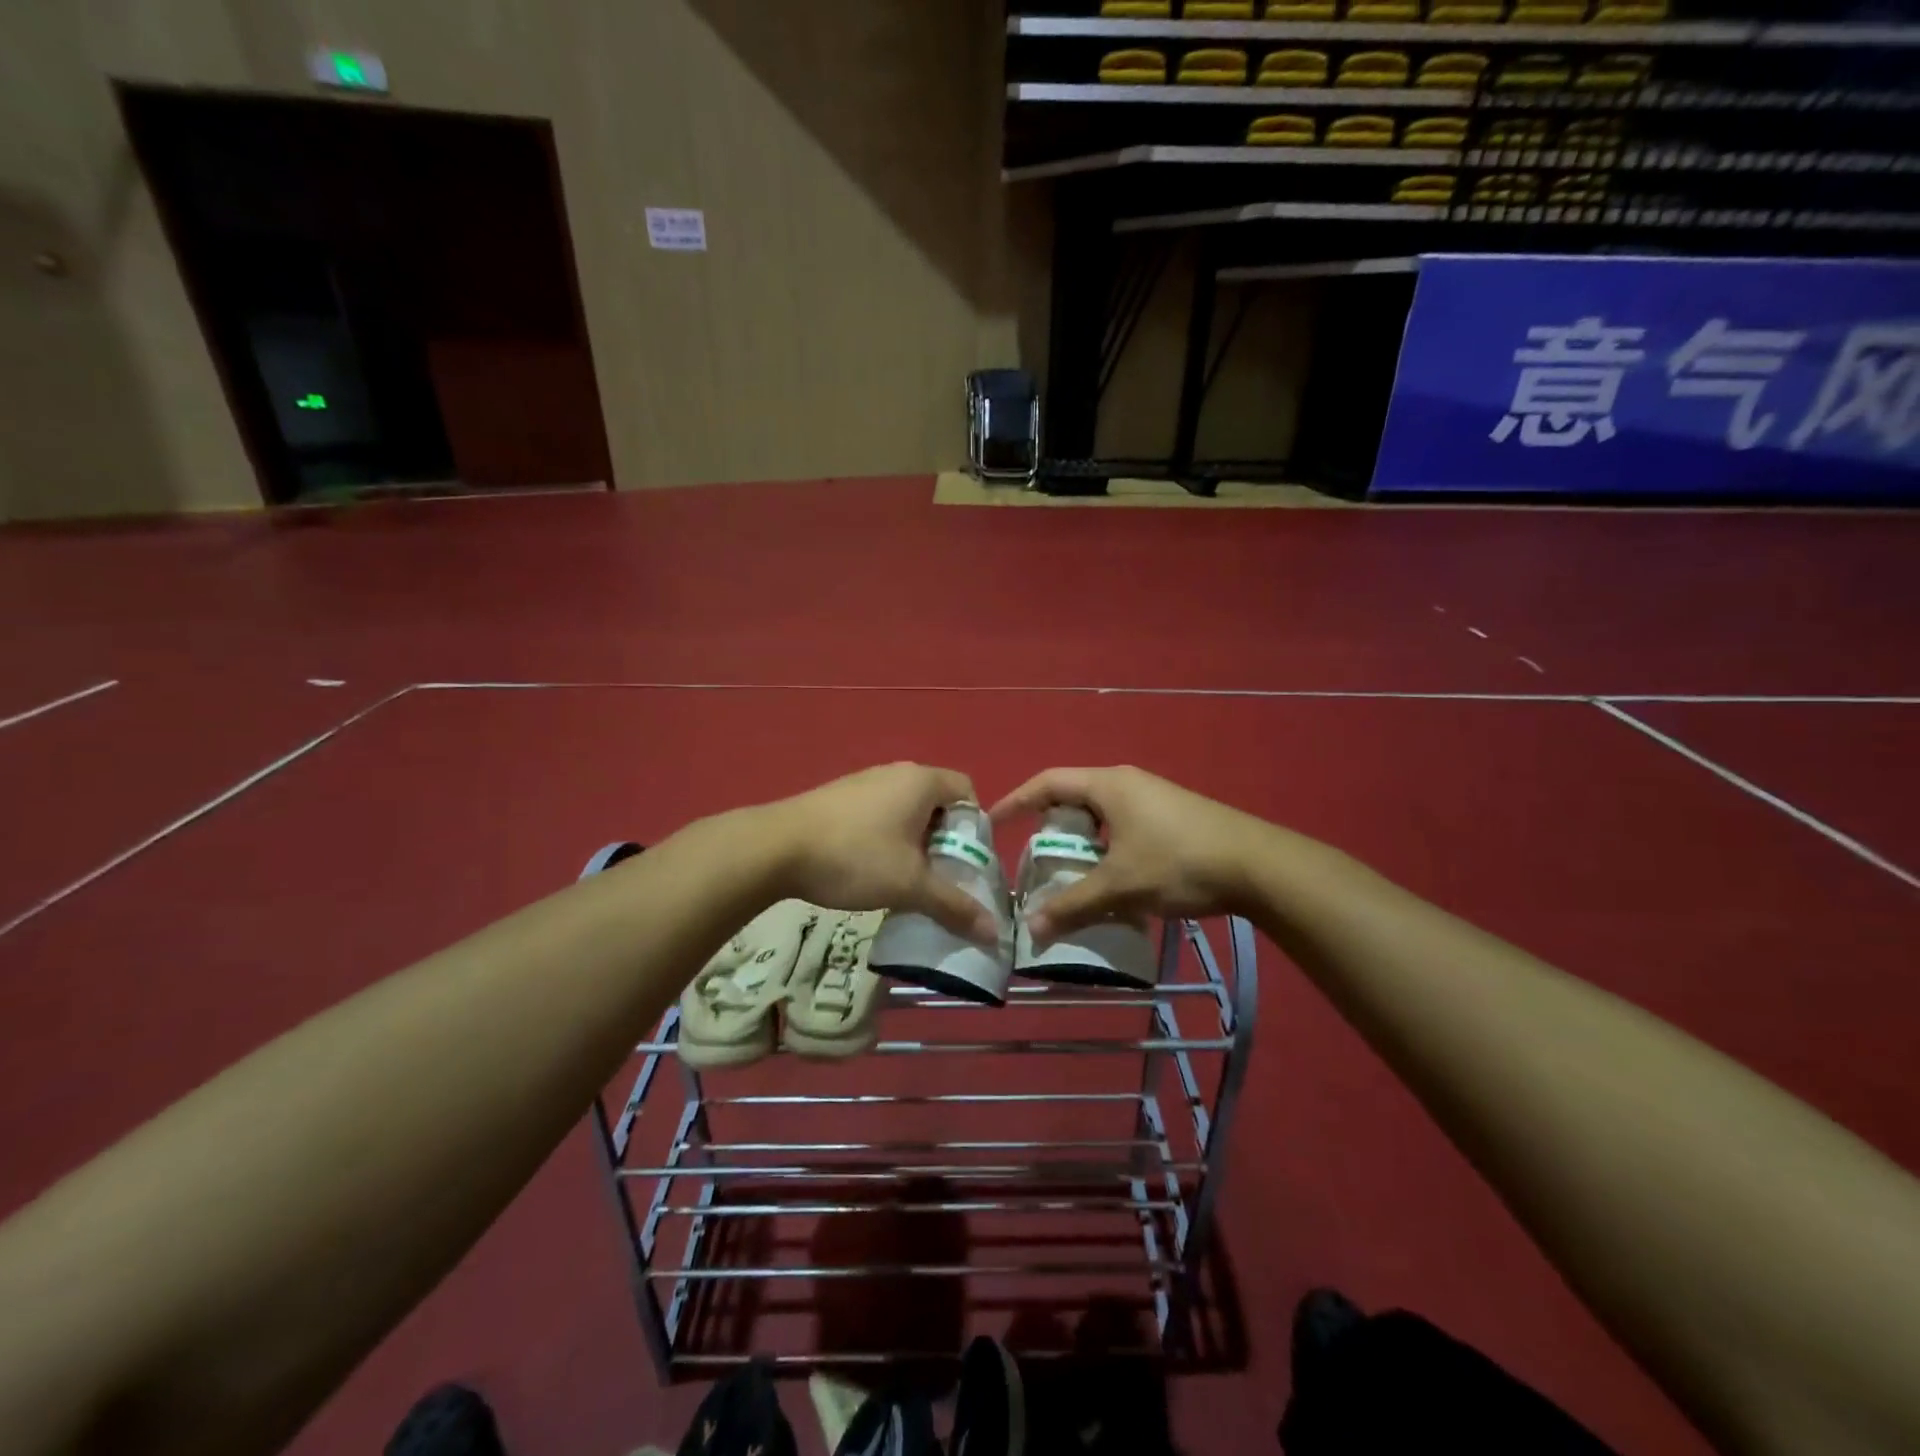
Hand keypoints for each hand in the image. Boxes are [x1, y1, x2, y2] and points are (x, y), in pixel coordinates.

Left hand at [763, 763, 998, 943]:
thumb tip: (994, 933)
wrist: (774, 848)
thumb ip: (953, 905)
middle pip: (937, 802)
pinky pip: (878, 813)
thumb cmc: (854, 857)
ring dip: (913, 842)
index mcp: (921, 781)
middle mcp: (895, 772)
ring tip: (904, 878)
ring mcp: (863, 781)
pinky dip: (886, 838)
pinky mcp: (838, 797)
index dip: (974, 827)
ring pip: (905, 810)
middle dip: (943, 840)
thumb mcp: (909, 885)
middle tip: (938, 876)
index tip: (965, 862)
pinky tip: (868, 868)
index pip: (967, 792)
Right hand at [989, 766, 1272, 938]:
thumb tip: (1030, 928)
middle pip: (1074, 797)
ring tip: (1071, 873)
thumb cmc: (1178, 862)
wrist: (1258, 865)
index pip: (1047, 783)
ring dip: (1082, 840)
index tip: (994, 823)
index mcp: (1108, 785)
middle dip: (1050, 826)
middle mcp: (1127, 783)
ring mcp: (1153, 798)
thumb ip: (1073, 905)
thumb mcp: (1120, 886)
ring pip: (1102, 815)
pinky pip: (1124, 826)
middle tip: (1035, 857)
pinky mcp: (1173, 816)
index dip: (1017, 801)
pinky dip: (1107, 847)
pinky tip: (1114, 879)